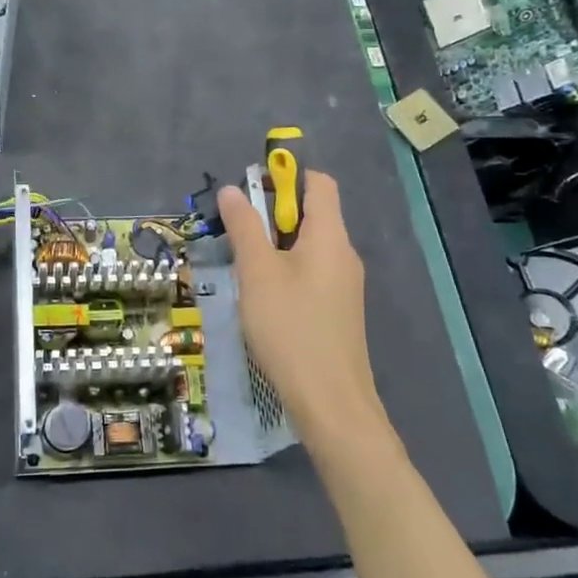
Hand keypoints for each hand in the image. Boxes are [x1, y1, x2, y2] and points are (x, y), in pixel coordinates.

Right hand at [217, 171, 382, 445]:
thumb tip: (233, 190)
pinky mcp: (339, 311)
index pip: (319, 183)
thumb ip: (244, 227)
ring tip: (243, 267)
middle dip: (272, 214)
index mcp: (330, 236)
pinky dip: (287, 271)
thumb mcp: (257, 273)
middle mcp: (343, 254)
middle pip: (312, 214)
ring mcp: (345, 285)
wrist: (330, 402)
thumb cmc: (290, 327)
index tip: (251, 190)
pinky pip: (312, 274)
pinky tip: (263, 298)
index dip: (287, 176)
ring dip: (276, 245)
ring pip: (309, 247)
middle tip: (236, 232)